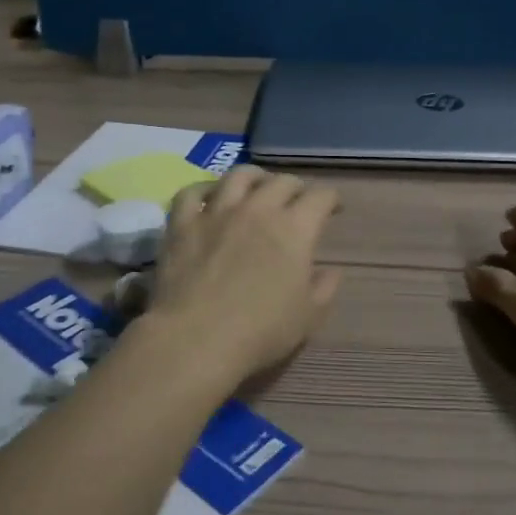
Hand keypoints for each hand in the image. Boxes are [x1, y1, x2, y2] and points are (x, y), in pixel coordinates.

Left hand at [148, 166, 342, 383]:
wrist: (196, 339)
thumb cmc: (260, 332)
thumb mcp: (308, 317)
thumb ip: (324, 288)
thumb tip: (331, 271)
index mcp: (295, 229)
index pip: (320, 197)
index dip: (331, 199)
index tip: (333, 209)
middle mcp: (258, 209)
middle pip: (282, 181)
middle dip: (296, 187)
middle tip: (297, 200)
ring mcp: (216, 212)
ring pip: (238, 176)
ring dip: (254, 176)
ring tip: (257, 184)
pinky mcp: (182, 223)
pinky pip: (191, 192)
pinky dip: (203, 188)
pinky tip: (209, 196)